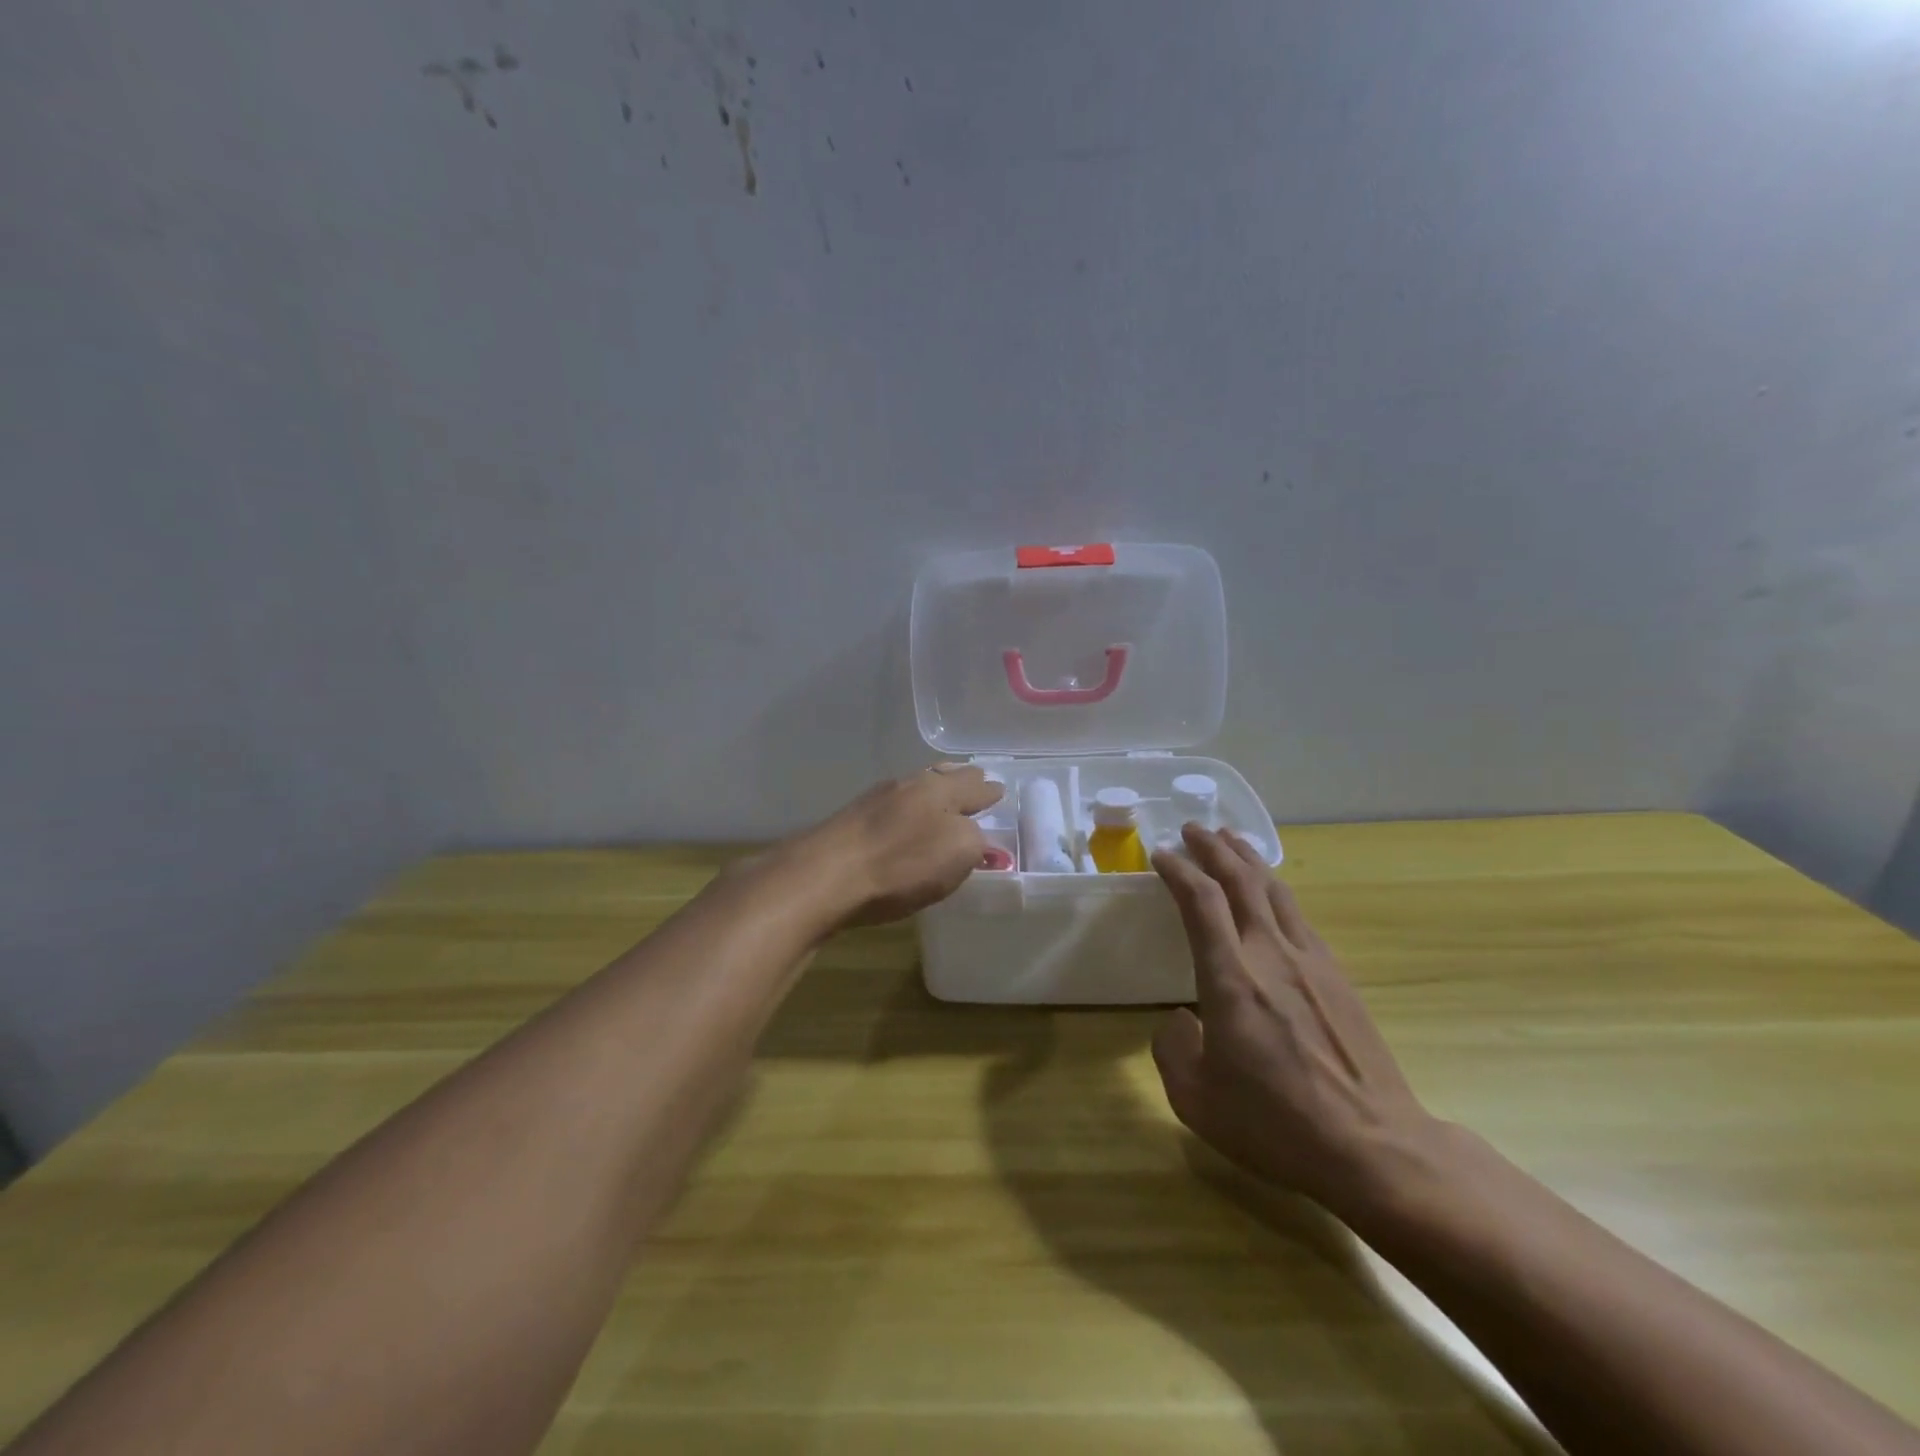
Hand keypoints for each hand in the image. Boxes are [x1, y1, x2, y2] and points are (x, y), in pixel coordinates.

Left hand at [782, 765, 1003, 928]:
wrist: (825, 876)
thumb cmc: (901, 865)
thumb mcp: (957, 853)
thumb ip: (975, 841)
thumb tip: (975, 837)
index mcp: (940, 790)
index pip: (973, 787)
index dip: (988, 791)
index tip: (999, 789)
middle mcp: (909, 786)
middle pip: (941, 777)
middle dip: (961, 779)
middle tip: (974, 780)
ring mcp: (875, 800)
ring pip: (914, 789)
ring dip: (932, 791)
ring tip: (941, 799)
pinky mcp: (851, 821)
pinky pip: (891, 806)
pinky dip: (907, 809)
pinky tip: (903, 820)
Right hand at [1150, 825, 1437, 1220]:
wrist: (1374, 1147)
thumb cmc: (1275, 1124)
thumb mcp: (1196, 1099)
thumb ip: (1173, 1049)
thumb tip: (1179, 1020)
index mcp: (1231, 978)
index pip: (1201, 901)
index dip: (1179, 870)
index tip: (1161, 855)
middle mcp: (1270, 954)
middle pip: (1241, 879)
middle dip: (1214, 847)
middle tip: (1193, 828)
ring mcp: (1311, 961)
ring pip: (1275, 890)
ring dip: (1248, 859)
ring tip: (1231, 840)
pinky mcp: (1338, 976)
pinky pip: (1299, 916)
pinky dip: (1275, 890)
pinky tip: (1271, 895)